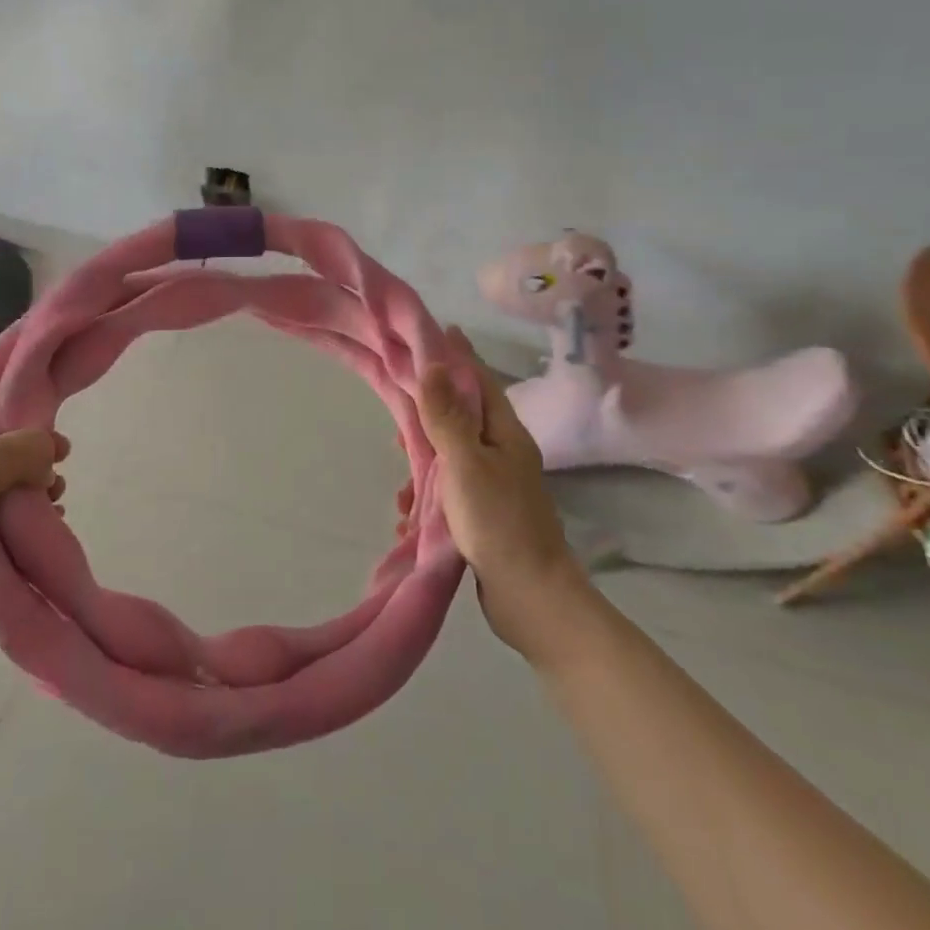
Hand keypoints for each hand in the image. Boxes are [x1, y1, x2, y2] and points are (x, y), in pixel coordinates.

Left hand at [0, 380, 67, 655]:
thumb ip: (23, 447)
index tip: (44, 382)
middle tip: (61, 450)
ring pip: (14, 475)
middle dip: (35, 439)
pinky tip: (53, 516)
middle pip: (2, 433)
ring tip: (55, 490)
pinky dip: (36, 512)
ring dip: (40, 479)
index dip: (6, 380)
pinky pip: (15, 513)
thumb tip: (50, 454)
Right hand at [406, 330, 581, 652]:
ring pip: (451, 456)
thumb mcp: (466, 462)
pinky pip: (450, 492)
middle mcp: (503, 451)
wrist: (530, 597)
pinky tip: (410, 518)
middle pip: (461, 416)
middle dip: (428, 414)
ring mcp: (495, 484)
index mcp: (505, 432)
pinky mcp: (484, 514)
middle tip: (399, 419)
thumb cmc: (498, 520)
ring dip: (423, 465)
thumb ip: (447, 415)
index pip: (479, 379)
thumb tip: (433, 364)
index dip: (458, 355)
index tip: (436, 332)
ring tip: (402, 488)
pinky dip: (429, 499)